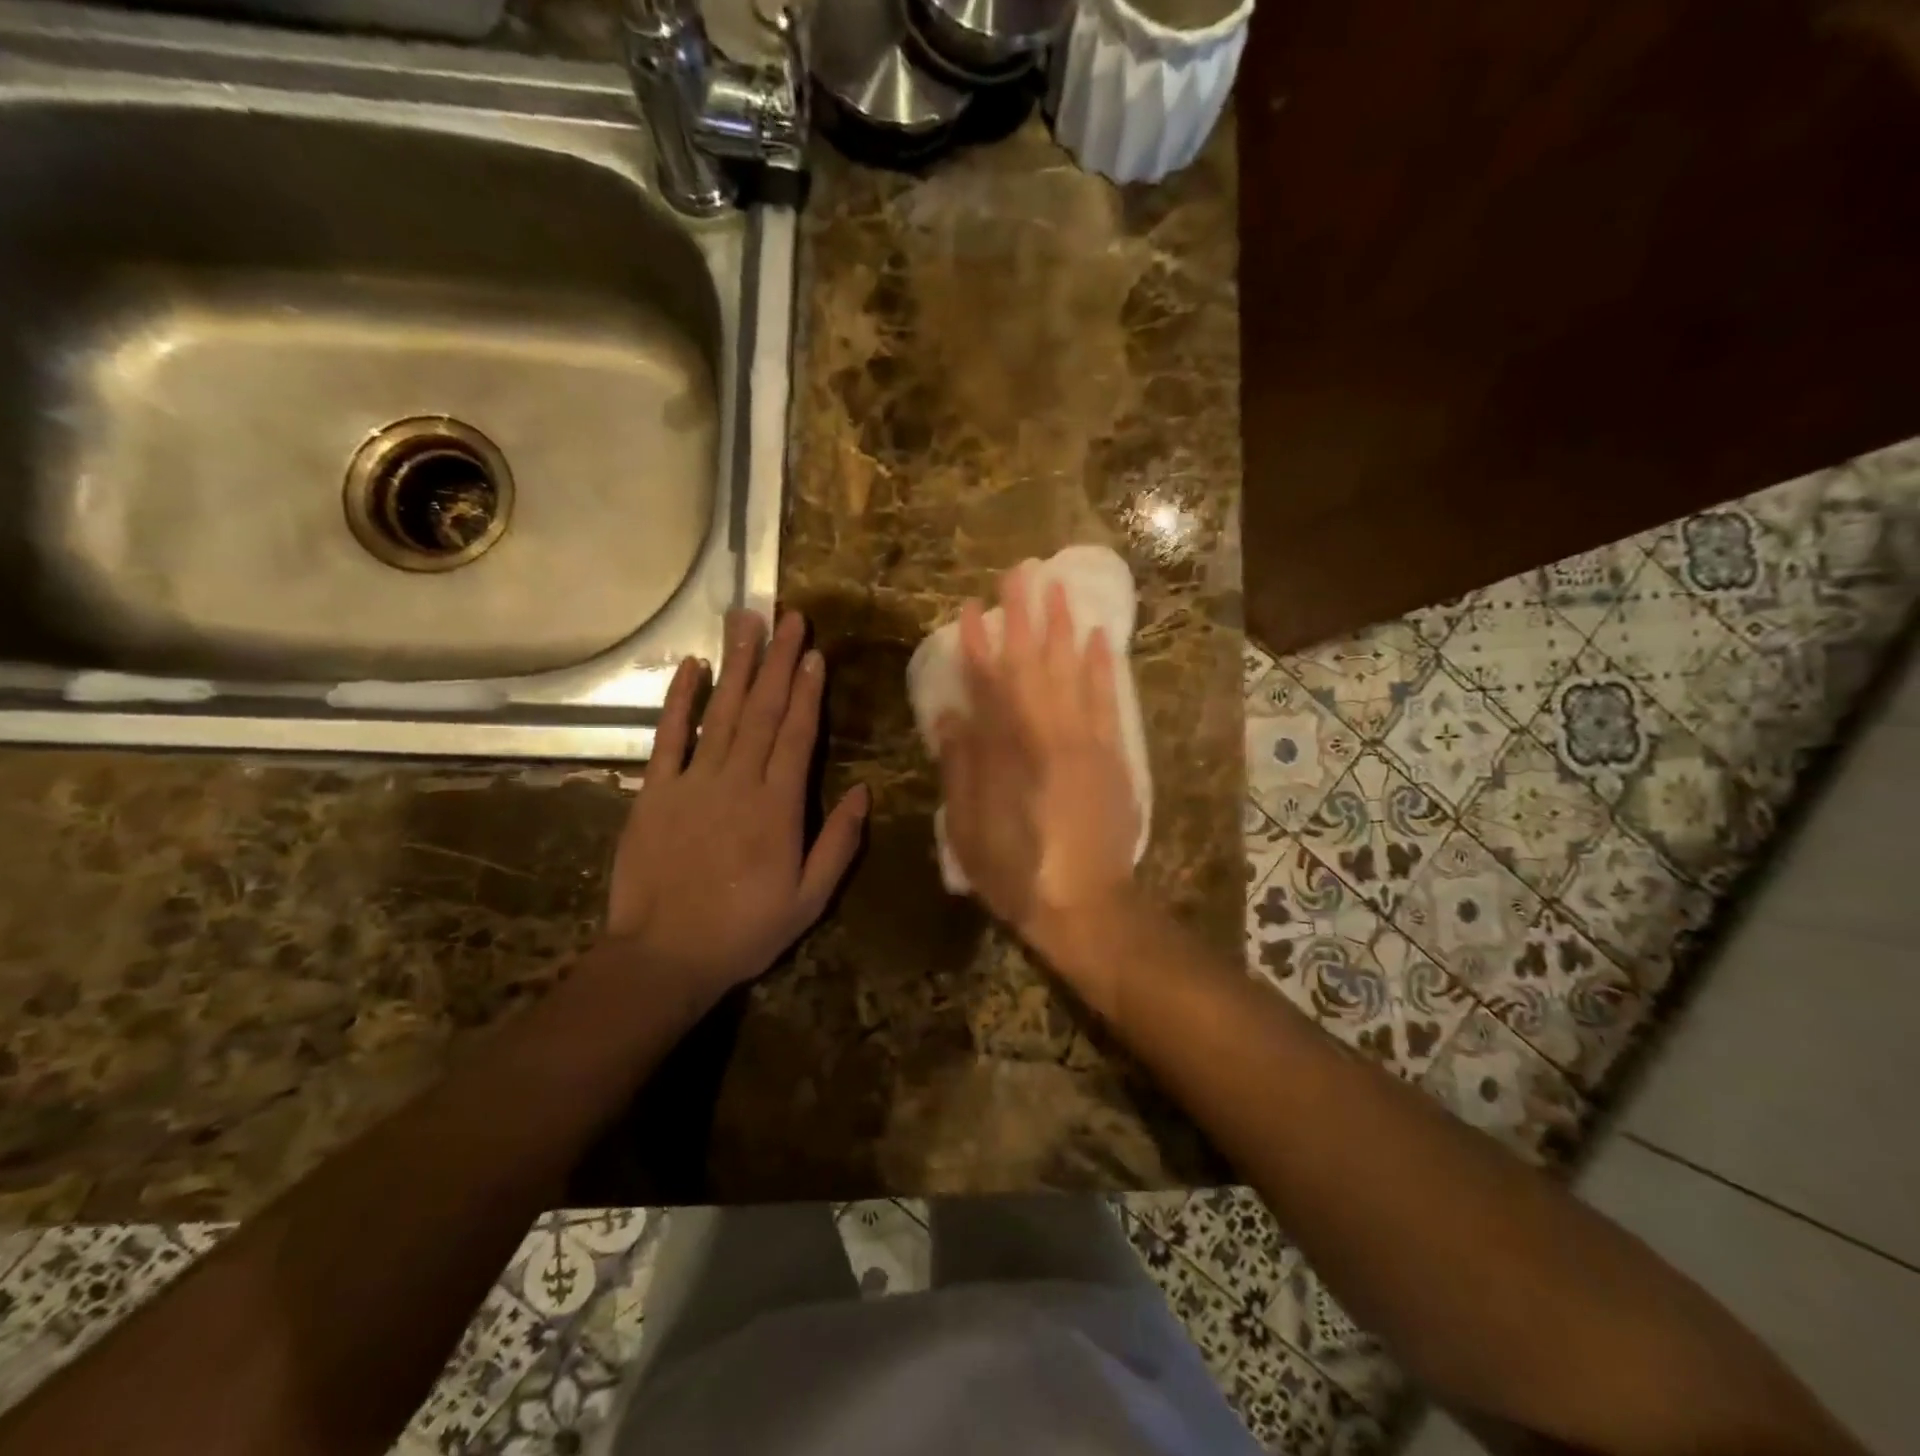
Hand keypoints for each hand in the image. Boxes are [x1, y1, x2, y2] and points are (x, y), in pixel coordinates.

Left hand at [604, 609, 867, 1011]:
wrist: (663, 957)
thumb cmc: (744, 931)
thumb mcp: (809, 899)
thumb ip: (838, 843)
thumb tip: (864, 791)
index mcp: (779, 808)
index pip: (798, 736)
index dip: (808, 691)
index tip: (815, 654)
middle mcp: (739, 783)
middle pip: (764, 712)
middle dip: (779, 662)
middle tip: (790, 619)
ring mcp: (693, 782)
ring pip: (722, 713)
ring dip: (738, 666)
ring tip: (748, 623)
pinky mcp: (654, 791)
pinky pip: (668, 737)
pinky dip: (680, 700)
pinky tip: (693, 666)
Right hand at [935, 565, 1139, 961]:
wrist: (1088, 907)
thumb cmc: (1017, 872)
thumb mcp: (970, 829)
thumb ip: (962, 767)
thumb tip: (951, 714)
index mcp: (1008, 754)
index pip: (989, 685)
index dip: (979, 644)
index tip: (973, 608)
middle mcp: (1047, 736)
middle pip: (1033, 665)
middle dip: (1026, 616)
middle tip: (1022, 572)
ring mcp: (1085, 742)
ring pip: (1073, 672)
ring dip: (1064, 627)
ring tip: (1059, 587)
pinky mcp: (1112, 756)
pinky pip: (1108, 701)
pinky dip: (1104, 667)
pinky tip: (1100, 638)